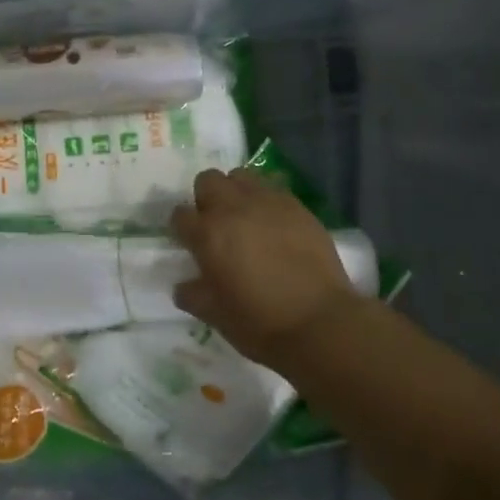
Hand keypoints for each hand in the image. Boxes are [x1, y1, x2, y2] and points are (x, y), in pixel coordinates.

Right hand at [170, 168, 360, 368]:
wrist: (320, 323)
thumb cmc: (260, 323)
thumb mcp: (215, 316)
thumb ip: (192, 295)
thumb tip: (184, 286)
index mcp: (207, 234)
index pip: (180, 215)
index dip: (182, 228)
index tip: (190, 242)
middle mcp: (233, 208)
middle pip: (208, 181)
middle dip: (206, 198)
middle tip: (217, 225)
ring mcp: (267, 202)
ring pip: (241, 176)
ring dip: (236, 192)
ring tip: (246, 217)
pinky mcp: (297, 206)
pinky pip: (273, 188)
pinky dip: (266, 200)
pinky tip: (275, 224)